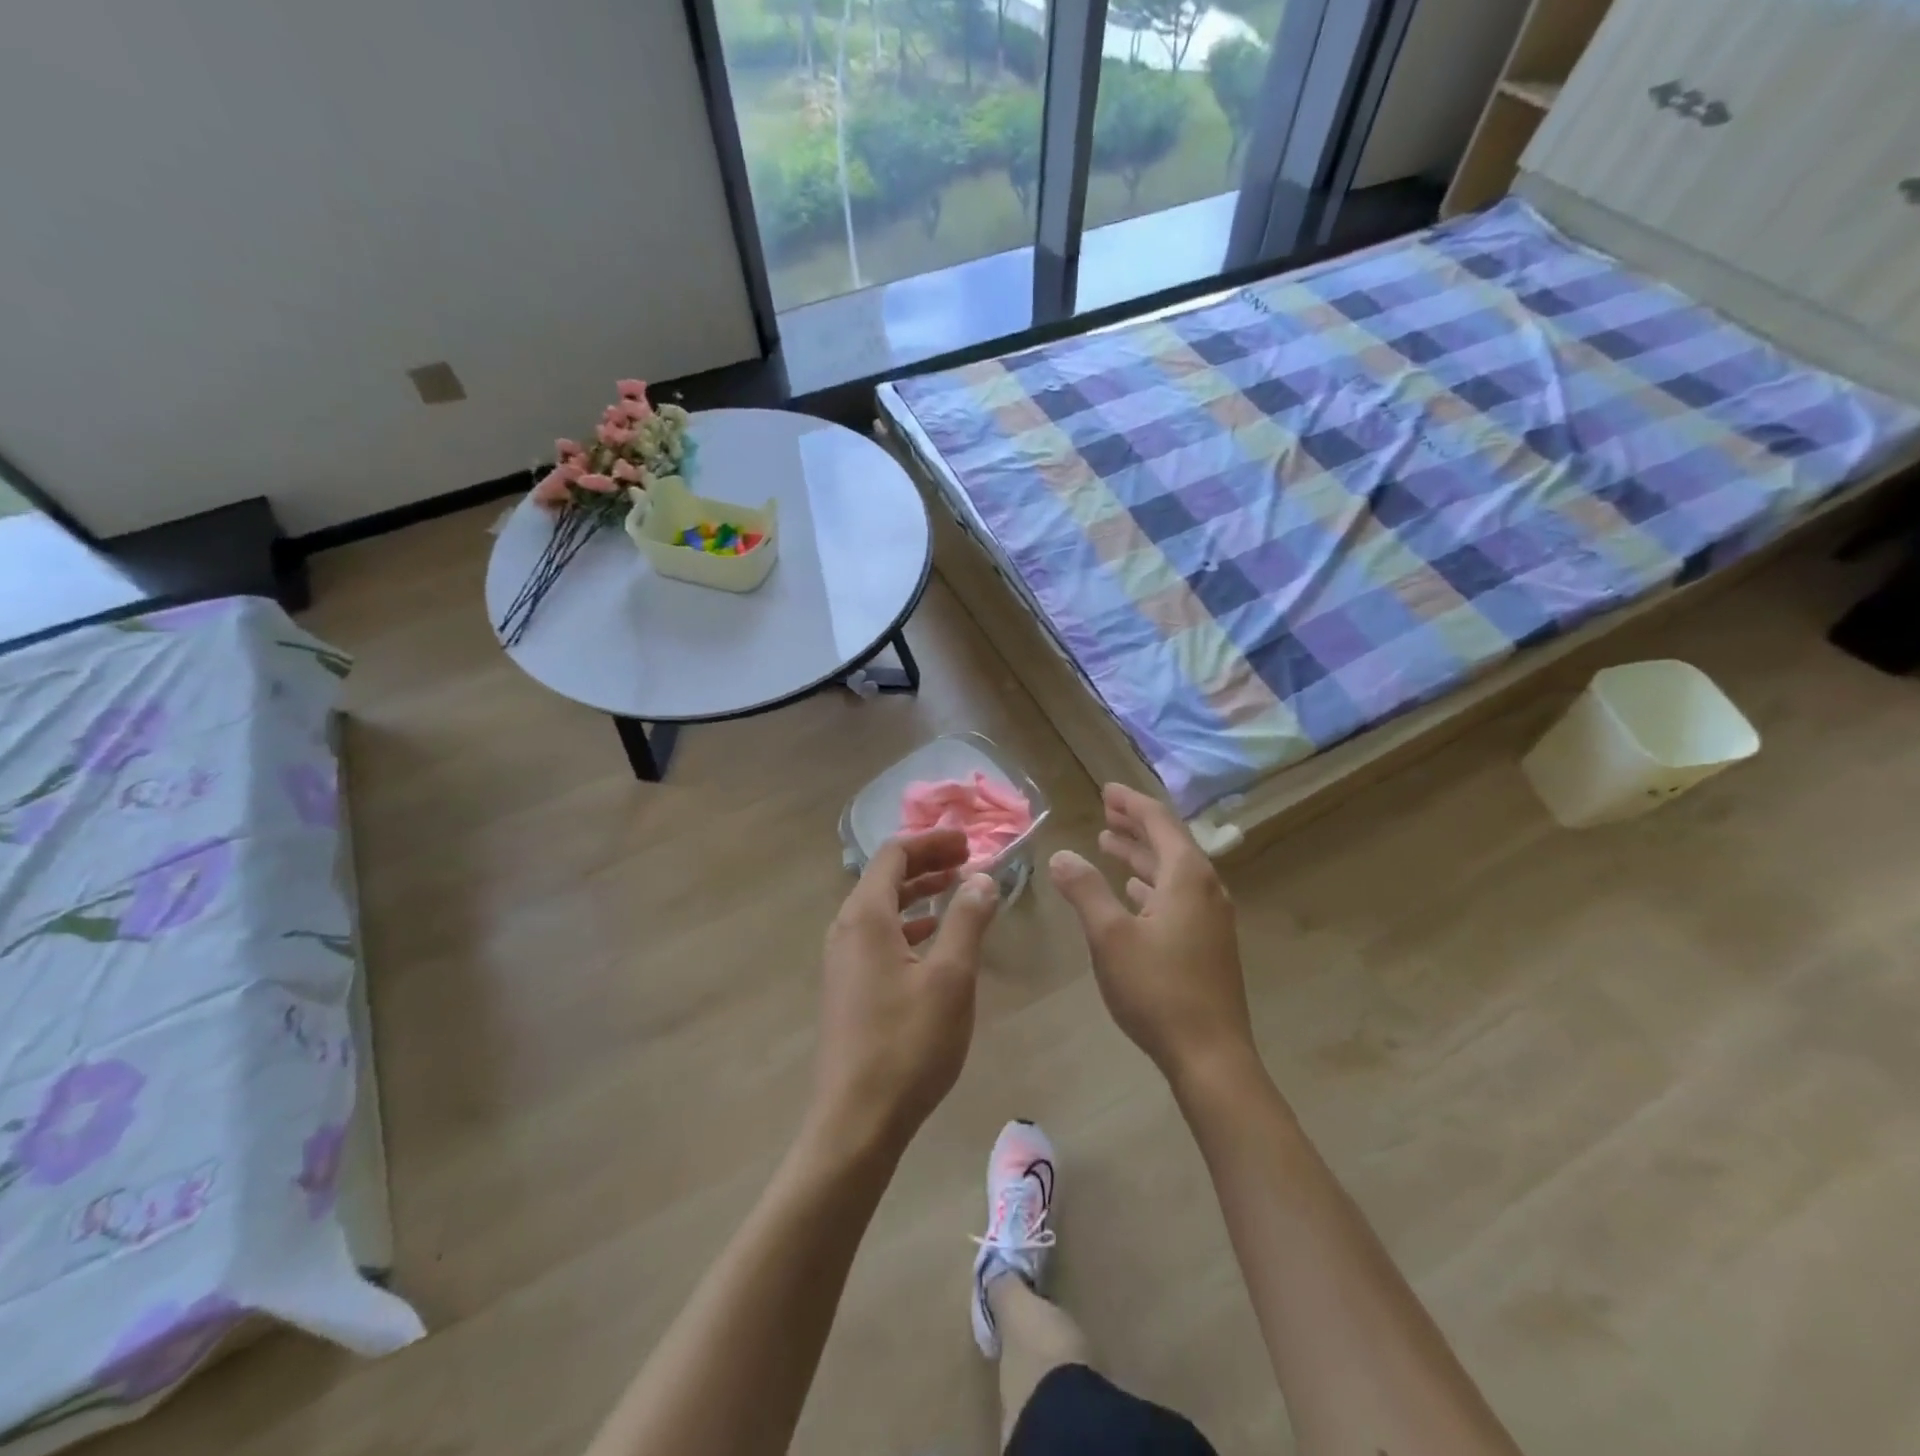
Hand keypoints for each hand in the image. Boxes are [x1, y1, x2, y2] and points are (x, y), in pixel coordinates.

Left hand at [812, 830, 998, 1158]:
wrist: (857, 1120)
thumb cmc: (908, 1043)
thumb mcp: (951, 978)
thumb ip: (967, 921)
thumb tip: (982, 878)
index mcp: (866, 917)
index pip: (894, 854)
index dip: (931, 841)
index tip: (968, 842)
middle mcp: (846, 929)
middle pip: (885, 877)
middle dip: (927, 863)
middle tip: (968, 861)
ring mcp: (843, 960)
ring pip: (882, 908)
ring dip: (919, 893)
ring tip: (957, 891)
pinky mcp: (848, 987)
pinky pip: (879, 936)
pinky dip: (909, 925)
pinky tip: (934, 938)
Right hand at [1049, 785, 1253, 1084]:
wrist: (1210, 1055)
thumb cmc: (1157, 989)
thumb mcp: (1110, 936)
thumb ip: (1085, 890)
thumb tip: (1061, 854)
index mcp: (1187, 877)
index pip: (1158, 822)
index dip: (1130, 803)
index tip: (1106, 790)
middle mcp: (1205, 888)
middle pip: (1169, 843)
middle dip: (1135, 826)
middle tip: (1105, 811)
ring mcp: (1210, 918)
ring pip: (1172, 871)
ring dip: (1140, 855)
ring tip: (1109, 844)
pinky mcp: (1208, 943)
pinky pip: (1176, 896)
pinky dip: (1151, 885)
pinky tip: (1133, 892)